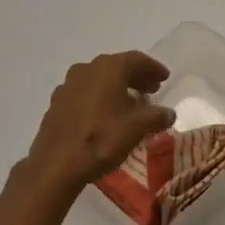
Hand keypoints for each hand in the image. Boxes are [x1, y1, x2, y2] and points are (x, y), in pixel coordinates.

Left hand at [24, 51, 176, 195]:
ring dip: (117, 87)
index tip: (165, 77)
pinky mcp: (57, 102)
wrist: (56, 164)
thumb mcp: (136, 129)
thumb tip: (169, 113)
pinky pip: (84, 93)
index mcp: (108, 68)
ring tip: (130, 104)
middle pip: (117, 67)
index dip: (153, 68)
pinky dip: (99, 98)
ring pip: (99, 79)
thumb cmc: (101, 139)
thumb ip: (156, 117)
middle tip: (152, 89)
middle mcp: (87, 68)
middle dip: (136, 77)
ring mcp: (68, 84)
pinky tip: (105, 115)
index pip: (136, 59)